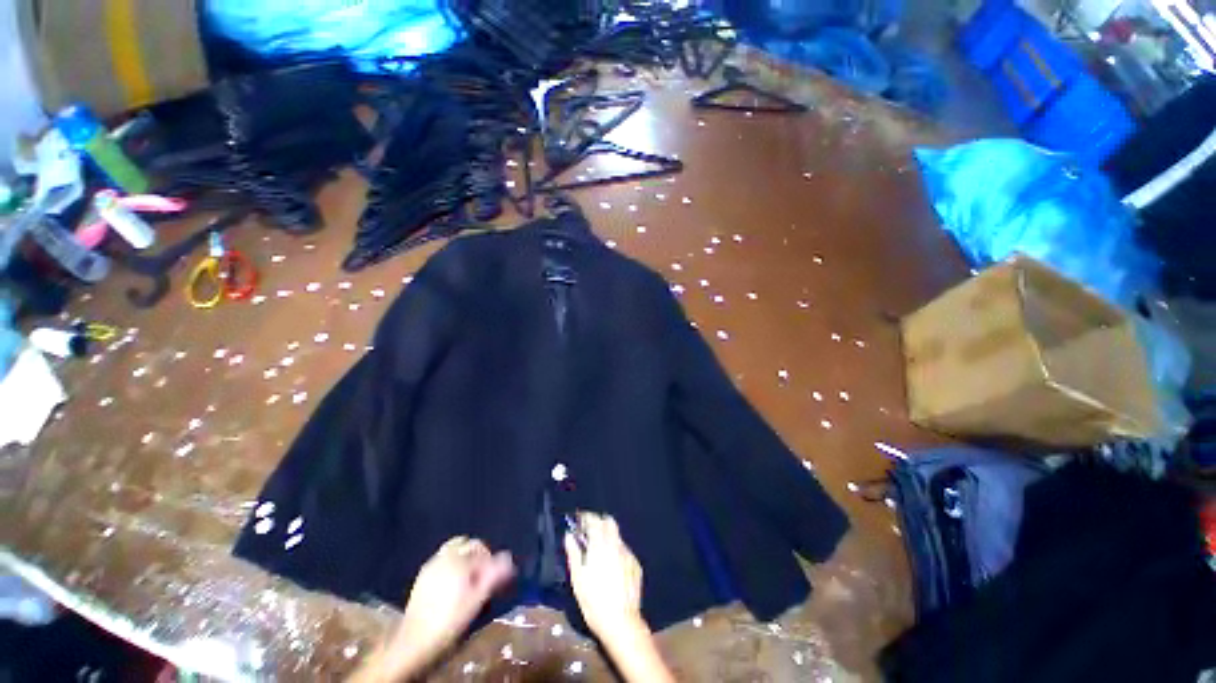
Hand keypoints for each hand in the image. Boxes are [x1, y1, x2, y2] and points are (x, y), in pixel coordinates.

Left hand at [354, 537, 513, 681]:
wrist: (415, 641)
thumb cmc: (450, 621)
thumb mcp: (477, 600)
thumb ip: (493, 575)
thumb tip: (507, 557)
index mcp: (459, 560)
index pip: (481, 549)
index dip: (491, 561)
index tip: (494, 576)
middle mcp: (445, 556)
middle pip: (467, 543)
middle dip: (478, 554)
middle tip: (482, 574)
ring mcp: (432, 564)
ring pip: (453, 548)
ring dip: (464, 556)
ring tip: (469, 576)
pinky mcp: (422, 574)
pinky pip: (442, 558)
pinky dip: (451, 562)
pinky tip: (453, 582)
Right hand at [564, 513, 645, 641]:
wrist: (621, 623)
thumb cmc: (593, 601)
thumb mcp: (578, 578)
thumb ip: (573, 553)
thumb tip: (569, 535)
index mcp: (601, 545)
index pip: (594, 520)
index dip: (586, 517)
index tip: (579, 520)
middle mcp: (616, 545)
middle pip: (609, 522)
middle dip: (599, 522)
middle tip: (589, 532)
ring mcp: (628, 554)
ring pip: (617, 536)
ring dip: (607, 537)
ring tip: (599, 550)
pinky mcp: (636, 565)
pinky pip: (624, 550)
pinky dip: (616, 551)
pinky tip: (611, 565)